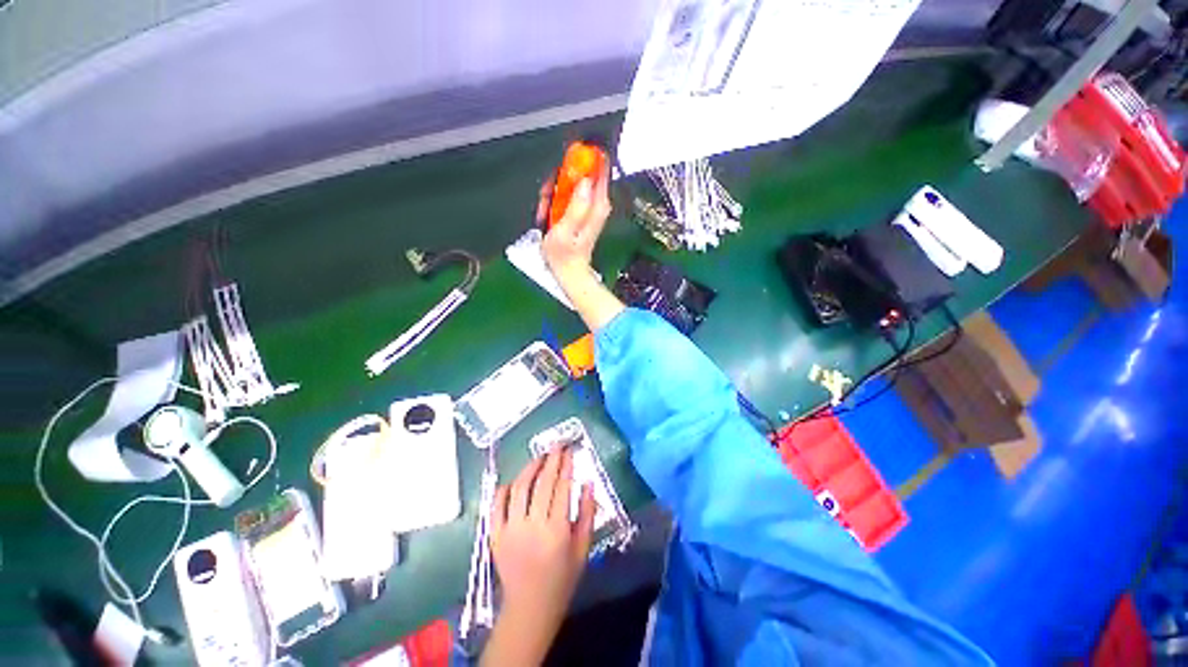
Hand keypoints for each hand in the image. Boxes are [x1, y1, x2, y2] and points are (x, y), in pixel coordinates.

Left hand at [483, 448, 594, 665]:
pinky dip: (505, 488)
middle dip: (551, 460)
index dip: (566, 465)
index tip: (569, 450)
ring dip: (530, 468)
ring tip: (539, 457)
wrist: (529, 608)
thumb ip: (588, 513)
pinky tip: (516, 480)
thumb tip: (588, 482)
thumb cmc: (562, 579)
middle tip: (557, 445)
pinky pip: (497, 504)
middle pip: (542, 483)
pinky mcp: (494, 535)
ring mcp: (510, 530)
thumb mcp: (583, 548)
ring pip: (519, 488)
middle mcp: (532, 526)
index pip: (562, 488)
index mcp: (557, 531)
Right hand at [538, 161, 612, 277]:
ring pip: (571, 183)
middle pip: (581, 172)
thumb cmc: (565, 254)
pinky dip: (555, 200)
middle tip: (548, 197)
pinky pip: (567, 194)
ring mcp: (589, 206)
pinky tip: (549, 213)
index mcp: (597, 204)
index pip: (599, 167)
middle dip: (561, 179)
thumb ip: (576, 205)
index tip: (566, 165)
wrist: (568, 270)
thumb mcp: (566, 230)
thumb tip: (584, 181)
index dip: (583, 159)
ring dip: (555, 192)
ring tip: (547, 210)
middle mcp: (597, 202)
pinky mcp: (581, 210)